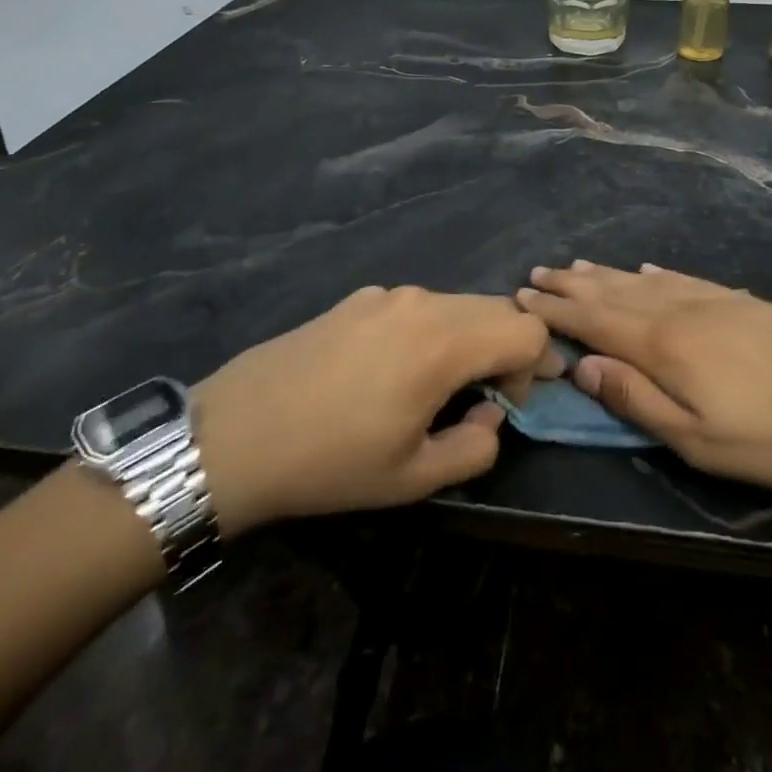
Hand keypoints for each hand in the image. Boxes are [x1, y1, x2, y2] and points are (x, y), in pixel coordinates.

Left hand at [192, 286, 549, 536]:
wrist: (234, 434)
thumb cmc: (330, 462)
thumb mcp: (413, 477)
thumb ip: (475, 446)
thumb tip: (490, 413)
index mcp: (443, 343)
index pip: (526, 329)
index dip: (537, 365)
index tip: (514, 403)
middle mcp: (421, 303)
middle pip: (495, 308)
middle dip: (508, 348)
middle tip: (488, 397)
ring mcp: (386, 295)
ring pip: (455, 305)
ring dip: (469, 339)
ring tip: (438, 388)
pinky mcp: (357, 299)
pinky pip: (415, 307)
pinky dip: (430, 331)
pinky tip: (391, 372)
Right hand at [516, 261, 771, 494]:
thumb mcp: (697, 440)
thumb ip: (635, 399)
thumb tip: (583, 365)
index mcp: (663, 344)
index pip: (593, 320)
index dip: (555, 310)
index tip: (521, 297)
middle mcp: (679, 309)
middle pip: (612, 292)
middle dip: (571, 285)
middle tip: (536, 273)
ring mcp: (712, 299)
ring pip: (643, 280)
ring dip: (604, 274)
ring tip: (575, 266)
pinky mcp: (740, 300)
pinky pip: (682, 277)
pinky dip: (653, 273)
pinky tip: (643, 269)